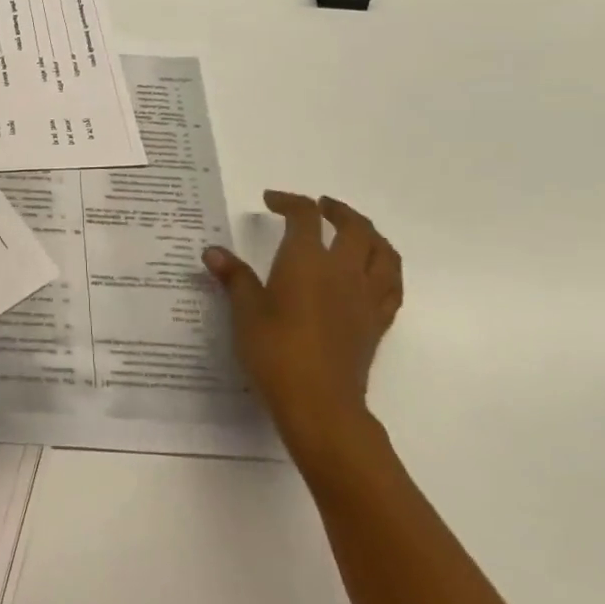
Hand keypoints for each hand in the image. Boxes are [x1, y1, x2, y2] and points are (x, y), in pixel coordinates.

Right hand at [203, 193, 401, 476]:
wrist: (319, 402)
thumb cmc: (275, 350)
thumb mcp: (245, 311)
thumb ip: (234, 277)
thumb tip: (213, 252)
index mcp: (307, 260)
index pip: (304, 216)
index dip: (289, 201)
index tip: (271, 201)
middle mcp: (342, 270)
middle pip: (354, 227)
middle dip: (337, 210)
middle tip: (320, 206)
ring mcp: (365, 296)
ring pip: (382, 252)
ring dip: (369, 234)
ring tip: (354, 231)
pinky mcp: (377, 322)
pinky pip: (391, 285)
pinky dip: (384, 268)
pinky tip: (372, 272)